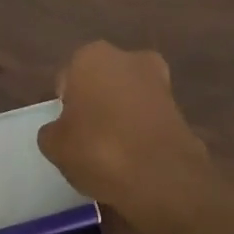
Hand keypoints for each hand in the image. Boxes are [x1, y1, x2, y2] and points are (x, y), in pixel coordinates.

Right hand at [37, 42, 211, 217]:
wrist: (161, 176)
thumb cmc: (97, 149)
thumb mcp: (54, 145)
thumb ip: (52, 131)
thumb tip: (61, 130)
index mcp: (91, 57)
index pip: (67, 78)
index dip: (64, 105)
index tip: (66, 130)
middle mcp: (127, 58)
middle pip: (101, 82)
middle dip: (96, 103)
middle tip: (87, 138)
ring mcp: (159, 81)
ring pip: (128, 97)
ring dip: (120, 116)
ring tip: (111, 152)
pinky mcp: (181, 108)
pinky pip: (148, 117)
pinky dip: (141, 131)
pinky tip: (134, 158)